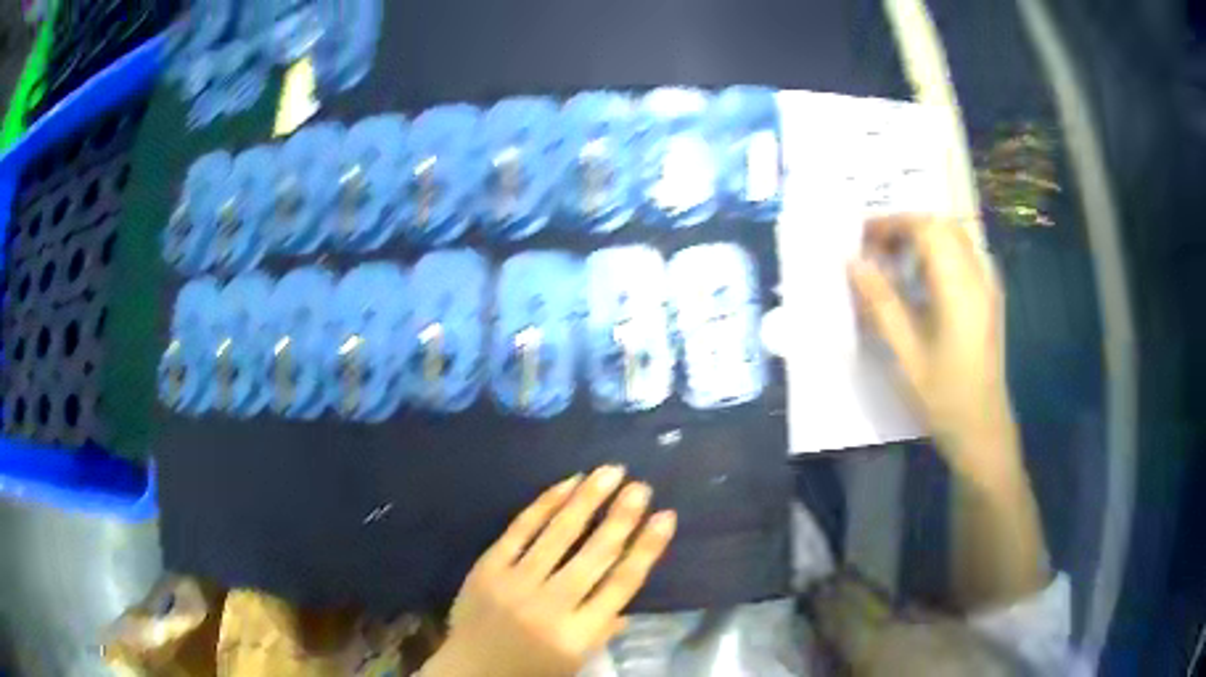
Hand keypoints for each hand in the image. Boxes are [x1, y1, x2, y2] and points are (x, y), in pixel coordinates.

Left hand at [422, 466, 676, 676]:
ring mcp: (515, 583)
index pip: (621, 584)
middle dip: (621, 517)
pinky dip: (545, 504)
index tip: (666, 517)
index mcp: (578, 634)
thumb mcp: (575, 661)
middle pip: (594, 555)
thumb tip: (629, 600)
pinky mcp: (488, 567)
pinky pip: (520, 529)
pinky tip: (567, 484)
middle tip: (641, 487)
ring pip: (558, 534)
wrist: (469, 670)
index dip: (646, 548)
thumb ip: (604, 629)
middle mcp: (550, 606)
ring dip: (587, 499)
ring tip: (610, 472)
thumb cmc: (530, 669)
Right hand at [849, 215, 1020, 481]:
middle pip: (942, 226)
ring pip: (955, 237)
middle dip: (906, 226)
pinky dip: (938, 253)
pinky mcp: (990, 299)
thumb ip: (881, 304)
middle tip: (876, 249)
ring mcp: (988, 287)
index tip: (862, 238)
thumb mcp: (906, 356)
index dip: (892, 224)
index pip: (926, 229)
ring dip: (922, 238)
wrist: (984, 431)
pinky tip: (923, 280)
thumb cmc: (944, 398)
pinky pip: (964, 255)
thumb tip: (853, 263)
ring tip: (895, 262)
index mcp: (959, 289)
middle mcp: (978, 277)